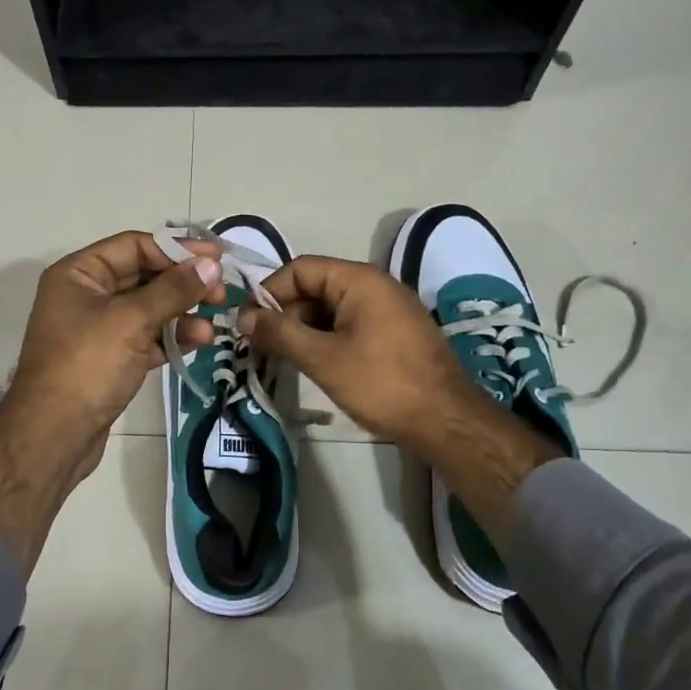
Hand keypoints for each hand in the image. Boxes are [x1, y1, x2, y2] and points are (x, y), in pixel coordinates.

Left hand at [11, 230, 224, 436]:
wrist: (54, 436)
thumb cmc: (87, 365)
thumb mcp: (132, 320)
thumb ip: (174, 290)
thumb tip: (212, 266)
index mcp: (79, 274)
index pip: (134, 246)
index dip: (176, 249)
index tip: (215, 258)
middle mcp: (86, 295)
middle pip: (143, 276)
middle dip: (183, 283)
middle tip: (221, 293)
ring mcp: (97, 329)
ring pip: (148, 309)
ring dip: (182, 313)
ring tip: (215, 323)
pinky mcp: (110, 359)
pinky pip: (146, 337)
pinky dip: (171, 337)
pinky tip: (200, 341)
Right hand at [240, 255, 484, 454]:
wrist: (445, 421)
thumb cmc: (381, 383)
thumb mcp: (323, 358)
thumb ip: (280, 333)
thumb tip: (244, 318)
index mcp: (359, 280)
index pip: (300, 268)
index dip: (269, 292)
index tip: (248, 324)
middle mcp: (375, 285)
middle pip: (315, 286)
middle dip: (284, 313)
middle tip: (261, 346)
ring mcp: (388, 309)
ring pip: (331, 308)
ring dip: (303, 329)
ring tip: (281, 358)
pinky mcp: (394, 332)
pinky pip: (349, 323)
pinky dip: (325, 338)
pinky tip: (312, 363)